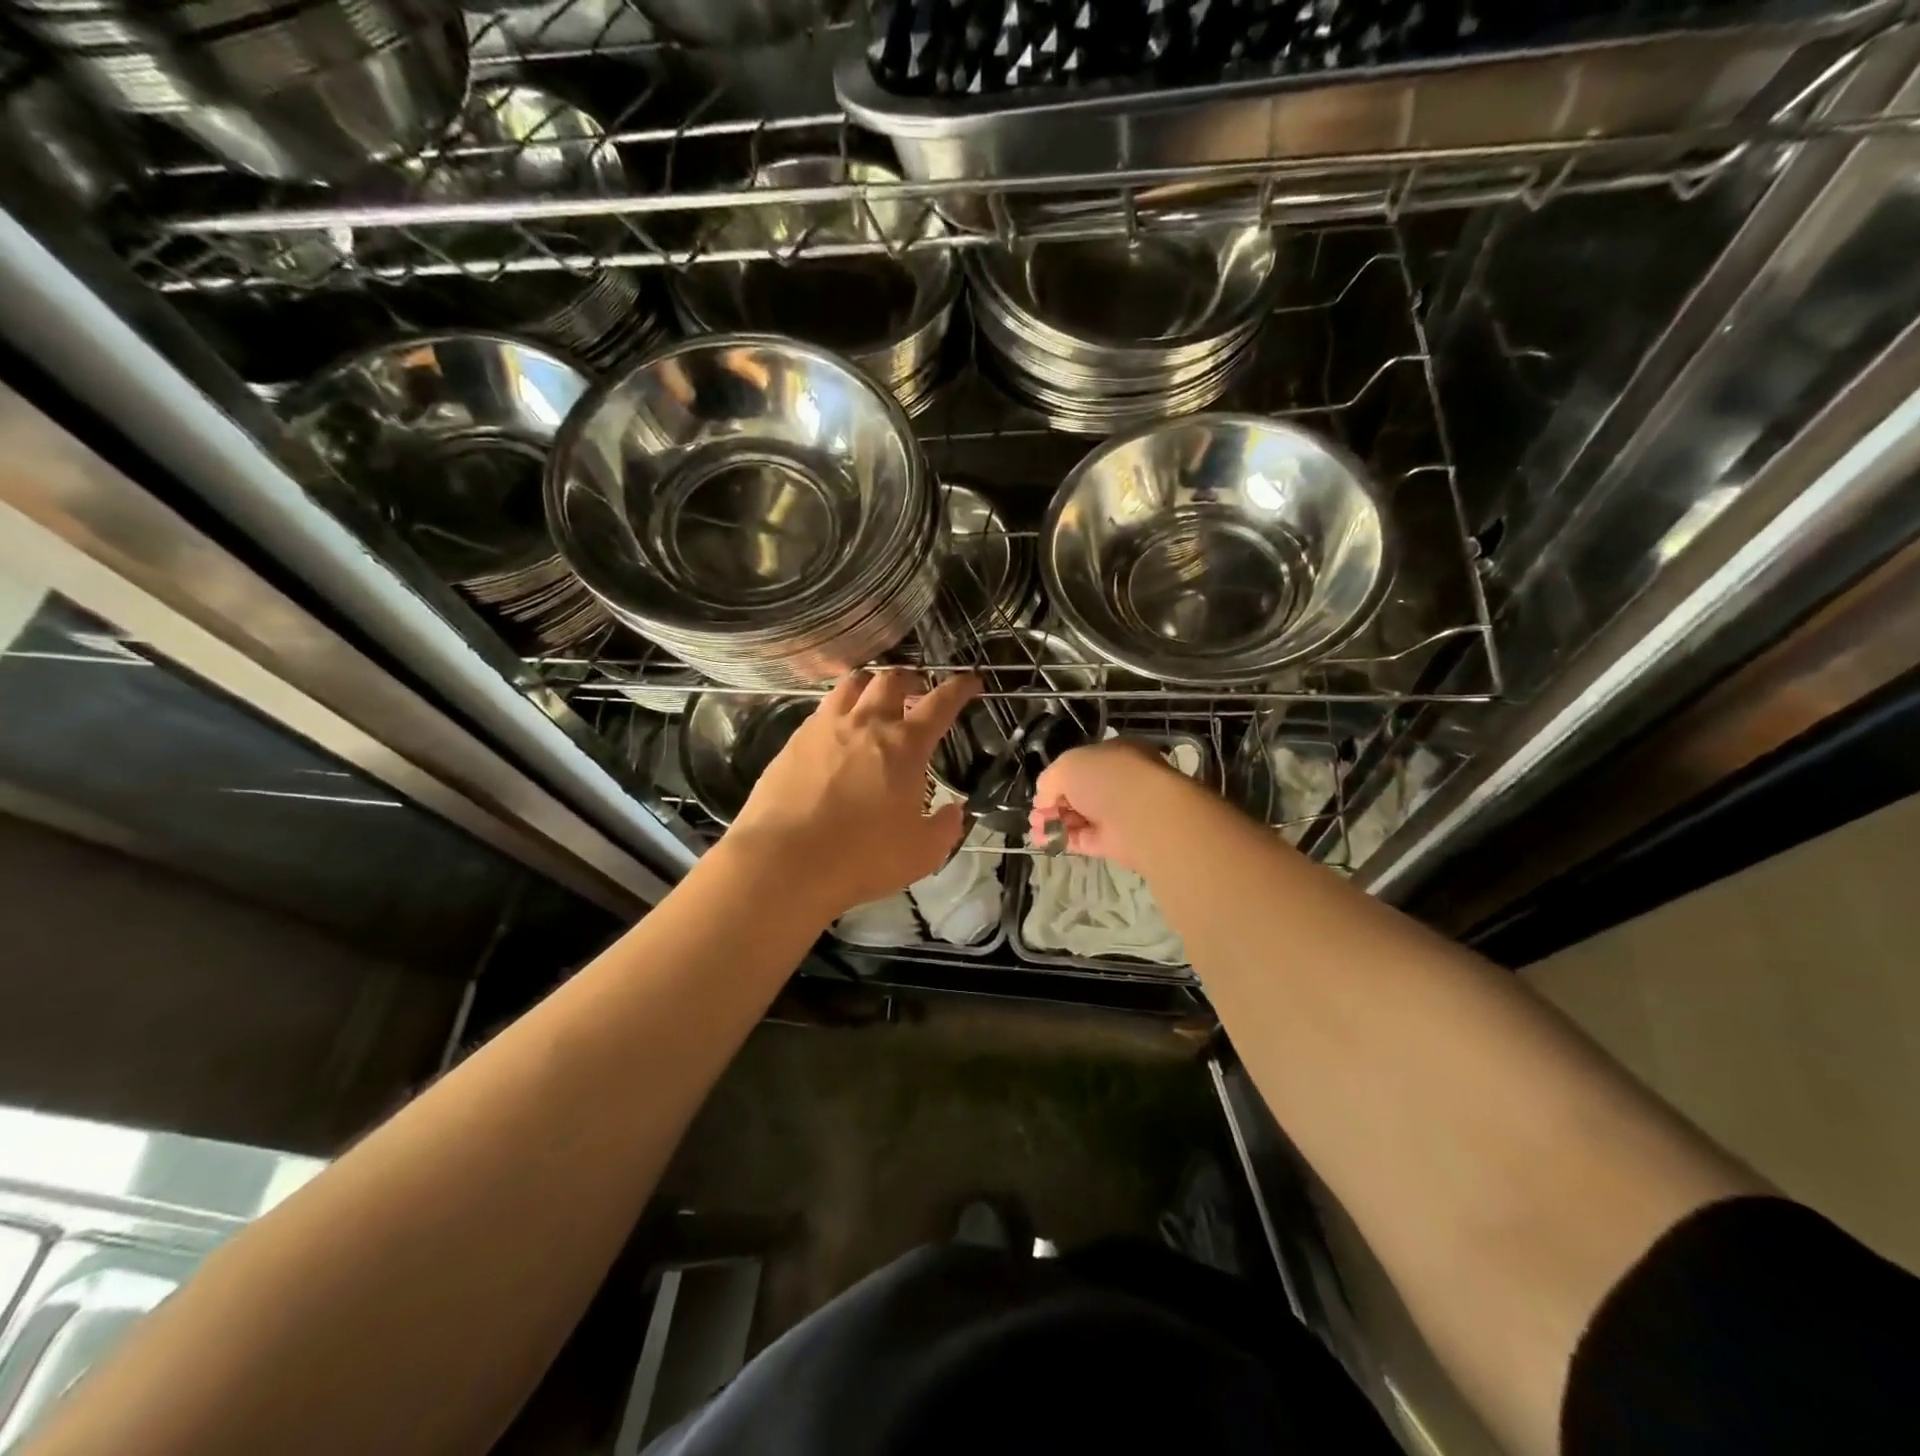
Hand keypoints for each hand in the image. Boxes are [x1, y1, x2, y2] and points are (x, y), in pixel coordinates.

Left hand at [728, 670, 977, 919]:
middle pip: (891, 680)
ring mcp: (825, 728)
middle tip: (917, 690)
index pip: (940, 704)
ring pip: (851, 684)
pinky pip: (822, 710)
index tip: (971, 680)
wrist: (784, 862)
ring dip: (871, 684)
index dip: (959, 688)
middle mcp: (866, 724)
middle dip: (911, 678)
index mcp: (904, 746)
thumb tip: (954, 810)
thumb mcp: (922, 853)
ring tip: (874, 696)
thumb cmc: (862, 857)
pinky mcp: (793, 741)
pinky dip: (838, 708)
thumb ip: (946, 827)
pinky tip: (837, 730)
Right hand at [1028, 739, 1196, 874]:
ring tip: (1036, 829)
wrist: (1143, 815)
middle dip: (1052, 804)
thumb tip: (1044, 800)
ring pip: (1079, 817)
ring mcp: (1118, 813)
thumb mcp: (1068, 765)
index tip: (1040, 793)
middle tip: (1035, 815)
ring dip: (1054, 822)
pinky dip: (1063, 839)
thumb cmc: (1108, 777)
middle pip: (1078, 793)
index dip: (1057, 779)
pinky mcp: (1116, 842)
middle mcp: (1118, 782)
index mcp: (1113, 755)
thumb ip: (1050, 779)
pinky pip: (1084, 839)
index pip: (1081, 766)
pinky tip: (1043, 841)